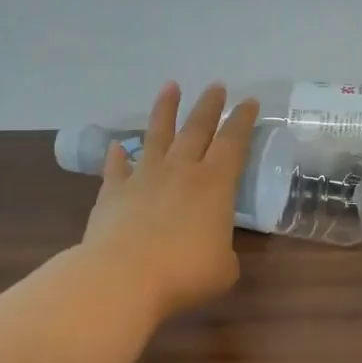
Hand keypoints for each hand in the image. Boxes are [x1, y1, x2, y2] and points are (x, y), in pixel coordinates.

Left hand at [82, 83, 259, 320]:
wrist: (124, 277)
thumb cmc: (184, 273)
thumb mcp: (223, 269)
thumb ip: (223, 253)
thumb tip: (213, 250)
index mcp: (215, 185)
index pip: (233, 142)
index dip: (242, 121)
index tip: (248, 102)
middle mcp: (180, 171)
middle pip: (197, 128)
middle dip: (209, 105)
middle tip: (216, 85)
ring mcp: (144, 177)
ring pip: (156, 135)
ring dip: (165, 110)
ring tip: (170, 87)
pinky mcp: (113, 192)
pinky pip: (116, 168)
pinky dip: (117, 156)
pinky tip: (116, 147)